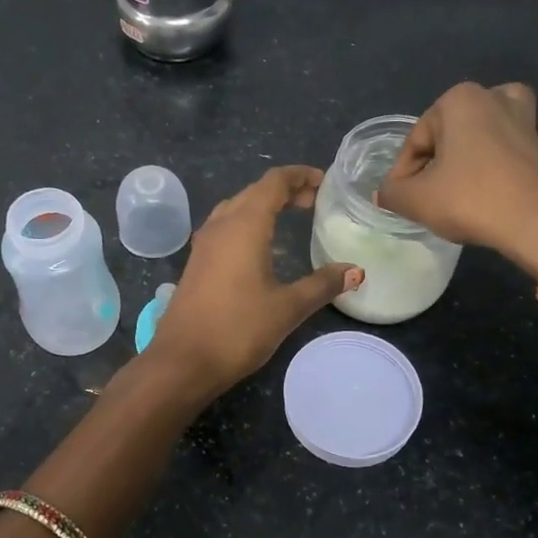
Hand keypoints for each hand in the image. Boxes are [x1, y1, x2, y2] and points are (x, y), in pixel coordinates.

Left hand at [144, 166, 360, 398]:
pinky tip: (260, 245)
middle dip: (285, 189)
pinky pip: (225, 226)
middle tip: (314, 202)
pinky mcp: (197, 262)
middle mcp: (221, 225)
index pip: (273, 182)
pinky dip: (248, 222)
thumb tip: (355, 271)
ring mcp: (204, 243)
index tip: (325, 182)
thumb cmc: (238, 329)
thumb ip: (322, 284)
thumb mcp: (287, 307)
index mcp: (244, 225)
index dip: (300, 175)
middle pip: (254, 191)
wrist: (182, 361)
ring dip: (263, 204)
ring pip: (236, 207)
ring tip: (290, 216)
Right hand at [375, 82, 537, 278]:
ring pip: (503, 116)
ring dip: (490, 130)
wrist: (536, 224)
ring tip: (475, 161)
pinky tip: (521, 158)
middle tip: (432, 192)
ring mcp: (529, 120)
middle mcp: (495, 98)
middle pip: (454, 127)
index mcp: (458, 101)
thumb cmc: (469, 200)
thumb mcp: (414, 200)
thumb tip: (386, 193)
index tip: (402, 200)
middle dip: (441, 155)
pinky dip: (532, 141)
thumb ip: (392, 192)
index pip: (416, 140)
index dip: (404, 172)